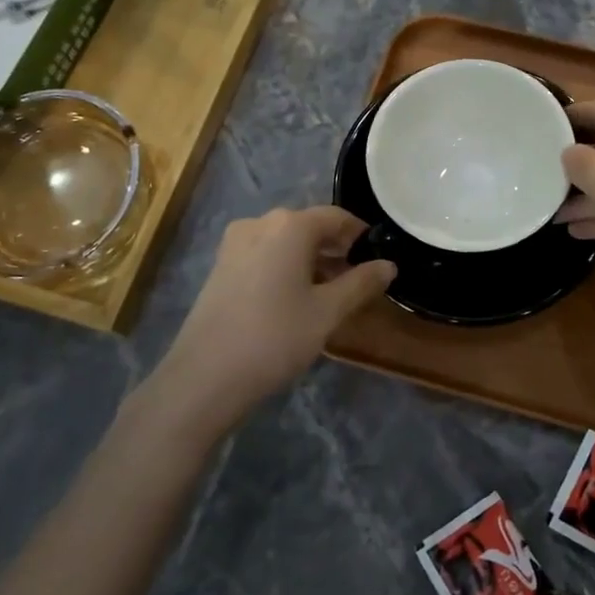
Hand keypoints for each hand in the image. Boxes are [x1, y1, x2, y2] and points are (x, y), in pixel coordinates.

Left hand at [147, 206, 394, 438]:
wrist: (204, 377)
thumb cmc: (275, 337)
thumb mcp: (327, 312)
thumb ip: (361, 283)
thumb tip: (389, 265)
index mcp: (290, 226)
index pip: (336, 217)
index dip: (361, 234)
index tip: (378, 258)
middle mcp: (260, 223)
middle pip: (309, 226)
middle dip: (336, 249)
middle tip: (358, 280)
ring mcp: (235, 244)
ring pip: (285, 242)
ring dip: (311, 260)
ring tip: (331, 293)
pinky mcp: (221, 267)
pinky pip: (264, 255)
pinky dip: (286, 267)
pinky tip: (295, 299)